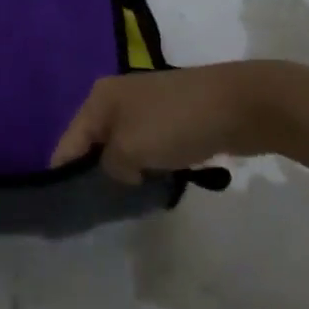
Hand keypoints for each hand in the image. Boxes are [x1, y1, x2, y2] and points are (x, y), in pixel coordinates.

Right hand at [50, 61, 308, 195]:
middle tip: (101, 210)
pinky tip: (157, 185)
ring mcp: (147, 106)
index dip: (65, 175)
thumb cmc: (177, 123)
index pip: (68, 142)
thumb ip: (110, 167)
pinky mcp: (173, 118)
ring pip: (124, 147)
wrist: (243, 104)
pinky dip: (150, 165)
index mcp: (99, 98)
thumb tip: (120, 172)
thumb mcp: (131, 149)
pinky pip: (149, 147)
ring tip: (129, 202)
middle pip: (94, 144)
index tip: (68, 211)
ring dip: (127, 171)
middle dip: (97, 174)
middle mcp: (117, 98)